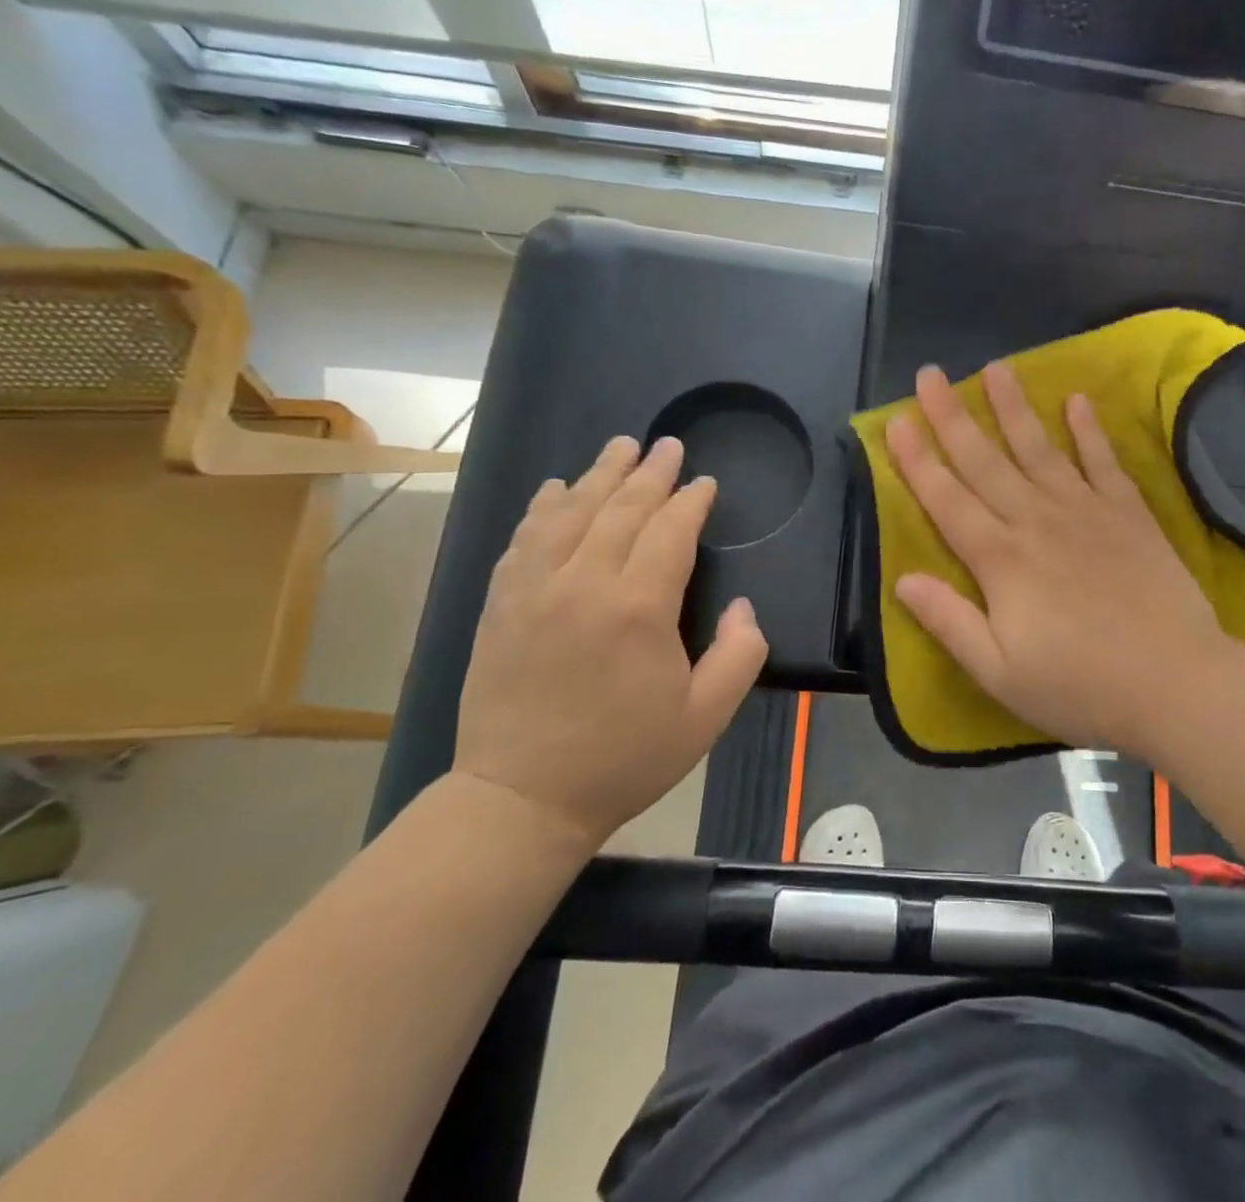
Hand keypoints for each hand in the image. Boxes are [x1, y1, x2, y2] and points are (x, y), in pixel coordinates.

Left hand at [455, 435, 767, 854]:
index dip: (691, 501)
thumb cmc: (624, 758)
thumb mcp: (706, 717)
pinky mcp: (501, 605)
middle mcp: (584, 583)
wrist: (521, 799)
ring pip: (569, 513)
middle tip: (667, 445)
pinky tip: (555, 490)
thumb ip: (741, 654)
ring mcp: (534, 590)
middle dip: (650, 473)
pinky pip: (524, 539)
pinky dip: (543, 508)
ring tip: (619, 448)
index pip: (670, 531)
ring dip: (597, 475)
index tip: (705, 483)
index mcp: (639, 607)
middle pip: (620, 509)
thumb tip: (744, 607)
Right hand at [885, 363, 1240, 764]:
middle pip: (985, 461)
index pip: (947, 500)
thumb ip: (949, 622)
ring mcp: (1086, 511)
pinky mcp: (1128, 514)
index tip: (896, 420)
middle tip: (931, 374)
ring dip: (1014, 407)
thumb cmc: (1080, 686)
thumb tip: (902, 580)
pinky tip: (1077, 400)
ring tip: (996, 367)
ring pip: (1039, 448)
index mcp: (1000, 560)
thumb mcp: (1000, 673)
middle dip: (952, 417)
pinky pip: (1103, 461)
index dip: (918, 461)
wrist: (1176, 682)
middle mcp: (1036, 521)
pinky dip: (1090, 430)